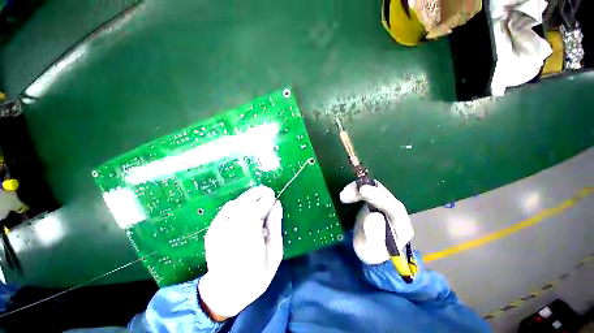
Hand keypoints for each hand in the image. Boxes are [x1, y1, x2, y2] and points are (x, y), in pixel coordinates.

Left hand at [198, 186, 282, 319]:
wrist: (225, 292)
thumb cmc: (256, 276)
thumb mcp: (275, 253)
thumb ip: (275, 226)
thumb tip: (277, 204)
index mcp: (248, 242)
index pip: (256, 211)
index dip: (266, 201)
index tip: (275, 198)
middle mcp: (229, 233)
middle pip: (244, 204)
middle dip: (258, 194)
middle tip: (269, 191)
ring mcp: (217, 231)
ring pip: (235, 204)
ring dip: (249, 197)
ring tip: (261, 196)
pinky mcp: (212, 230)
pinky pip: (227, 209)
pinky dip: (239, 203)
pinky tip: (247, 205)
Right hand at [340, 181, 413, 264]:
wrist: (368, 249)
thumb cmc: (371, 252)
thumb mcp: (371, 250)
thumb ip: (374, 236)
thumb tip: (373, 216)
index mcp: (401, 227)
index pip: (394, 209)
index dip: (379, 198)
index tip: (363, 191)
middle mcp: (396, 212)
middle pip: (385, 195)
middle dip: (367, 191)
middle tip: (348, 193)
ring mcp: (386, 204)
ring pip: (375, 189)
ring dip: (358, 189)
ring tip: (343, 196)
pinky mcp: (375, 199)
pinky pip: (367, 189)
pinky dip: (355, 190)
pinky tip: (345, 195)